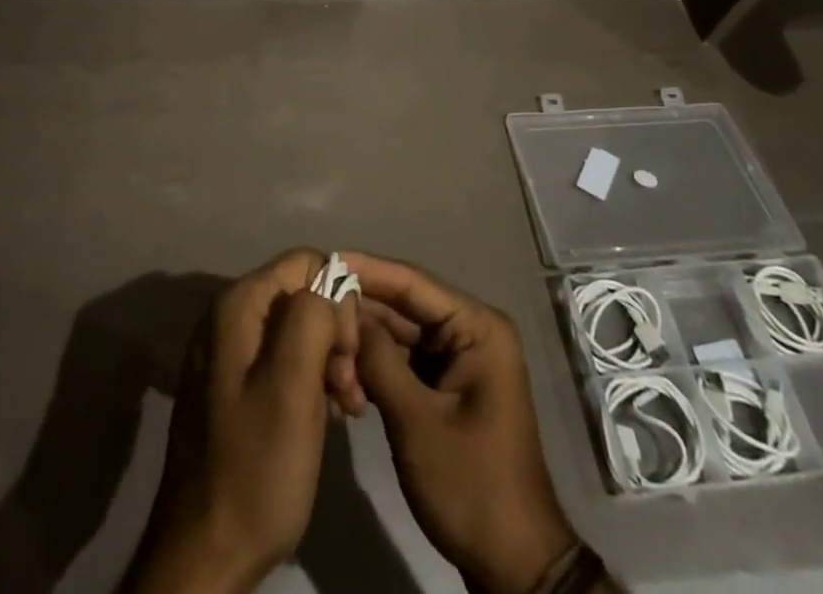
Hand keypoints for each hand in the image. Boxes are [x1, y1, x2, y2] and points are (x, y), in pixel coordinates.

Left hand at [123, 250, 359, 593]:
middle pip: (301, 294)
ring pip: (296, 329)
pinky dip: (309, 379)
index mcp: (238, 306)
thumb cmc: (255, 468)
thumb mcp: (292, 386)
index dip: (337, 300)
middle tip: (350, 390)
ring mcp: (227, 353)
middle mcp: (228, 317)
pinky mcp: (231, 387)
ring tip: (345, 408)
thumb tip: (329, 287)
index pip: (306, 263)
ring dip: (328, 360)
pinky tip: (326, 415)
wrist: (204, 558)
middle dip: (335, 333)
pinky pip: (281, 360)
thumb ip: (312, 317)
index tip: (347, 357)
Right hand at [346, 252, 577, 593]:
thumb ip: (378, 360)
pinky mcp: (445, 386)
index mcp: (477, 327)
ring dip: (363, 340)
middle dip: (360, 310)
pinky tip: (340, 369)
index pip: (413, 283)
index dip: (368, 269)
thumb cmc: (471, 485)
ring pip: (399, 334)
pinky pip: (403, 361)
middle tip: (311, 305)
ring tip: (319, 339)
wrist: (512, 564)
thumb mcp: (417, 421)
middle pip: (404, 306)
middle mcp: (469, 332)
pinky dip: (374, 365)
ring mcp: (458, 360)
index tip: (326, 258)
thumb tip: (343, 312)